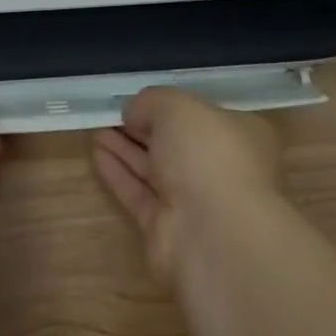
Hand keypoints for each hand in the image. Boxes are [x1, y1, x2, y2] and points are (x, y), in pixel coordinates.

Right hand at [93, 86, 283, 285]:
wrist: (214, 235)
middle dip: (143, 129)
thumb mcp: (177, 107)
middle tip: (112, 115)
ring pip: (155, 170)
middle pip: (175, 145)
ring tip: (97, 131)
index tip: (139, 101)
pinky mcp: (167, 230)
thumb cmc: (207, 155)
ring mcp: (194, 202)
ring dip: (126, 150)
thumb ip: (151, 102)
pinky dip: (119, 174)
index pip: (201, 117)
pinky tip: (97, 154)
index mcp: (237, 136)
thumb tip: (135, 113)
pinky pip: (139, 195)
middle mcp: (219, 169)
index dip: (169, 107)